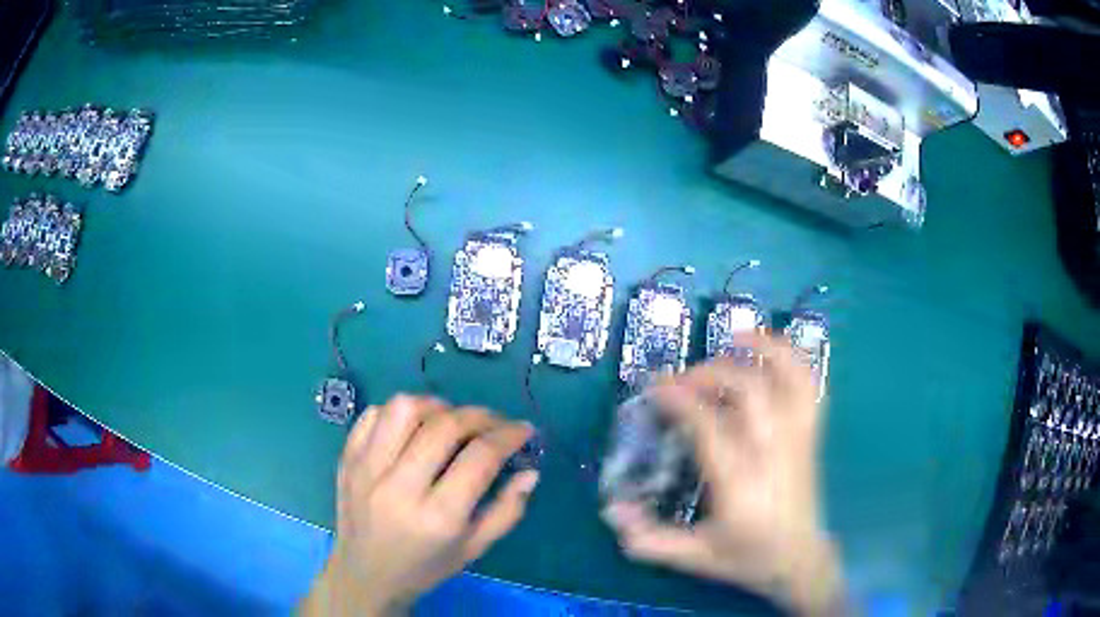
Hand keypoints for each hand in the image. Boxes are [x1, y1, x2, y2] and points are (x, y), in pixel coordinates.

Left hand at [301, 395, 537, 616]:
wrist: (365, 574)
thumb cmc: (425, 567)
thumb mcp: (475, 549)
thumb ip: (507, 510)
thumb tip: (530, 471)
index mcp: (438, 517)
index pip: (479, 458)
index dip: (509, 436)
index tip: (523, 431)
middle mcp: (399, 487)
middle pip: (444, 426)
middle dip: (480, 416)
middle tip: (494, 424)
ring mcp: (367, 469)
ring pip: (404, 409)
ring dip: (437, 406)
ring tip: (451, 420)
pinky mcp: (347, 458)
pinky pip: (373, 414)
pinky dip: (399, 412)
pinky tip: (414, 428)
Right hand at [603, 333, 844, 614]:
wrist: (800, 561)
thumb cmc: (748, 557)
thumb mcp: (695, 556)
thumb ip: (650, 539)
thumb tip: (611, 511)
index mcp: (740, 482)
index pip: (710, 425)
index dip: (681, 399)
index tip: (656, 387)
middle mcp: (773, 452)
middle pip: (749, 390)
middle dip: (712, 372)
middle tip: (683, 378)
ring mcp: (797, 440)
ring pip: (789, 379)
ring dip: (764, 349)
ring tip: (737, 335)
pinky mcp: (810, 436)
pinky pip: (811, 387)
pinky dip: (795, 360)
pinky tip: (775, 352)